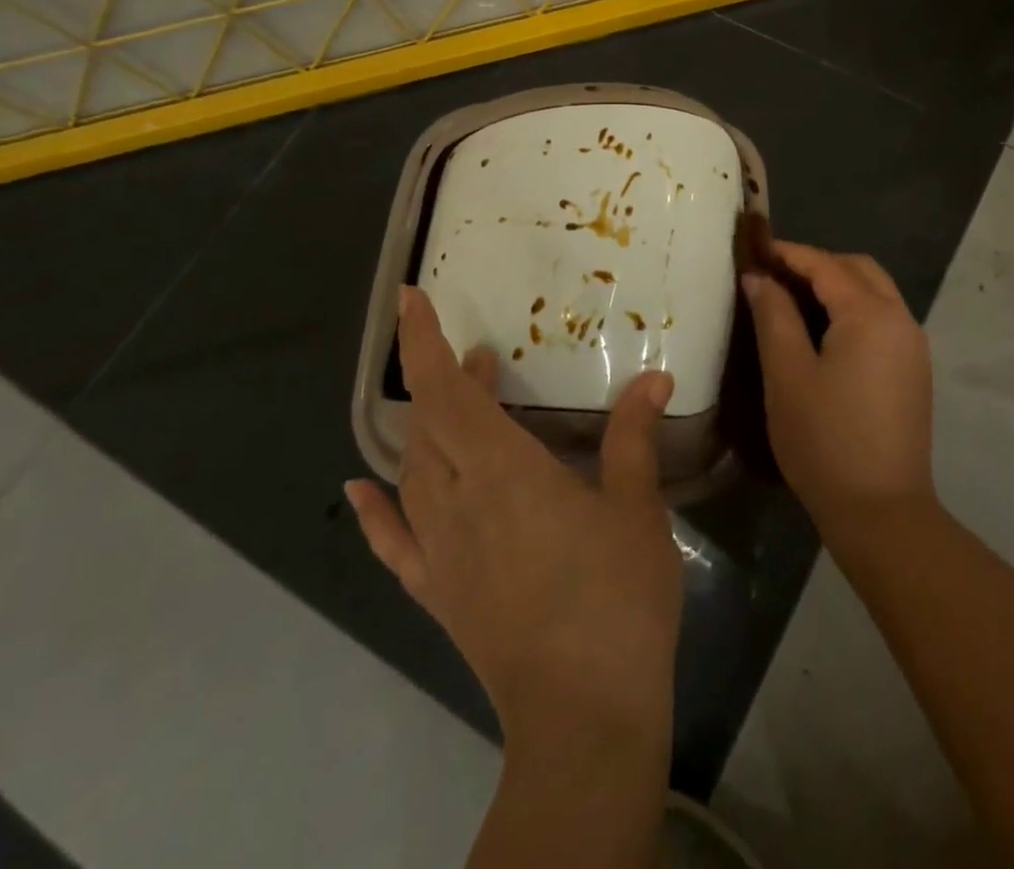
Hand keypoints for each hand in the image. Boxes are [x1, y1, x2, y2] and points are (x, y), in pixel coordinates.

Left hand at [346, 286, 683, 753]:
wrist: (584, 714)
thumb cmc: (617, 598)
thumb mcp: (637, 508)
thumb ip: (634, 437)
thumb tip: (654, 377)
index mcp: (505, 472)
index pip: (448, 393)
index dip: (425, 342)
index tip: (412, 299)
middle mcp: (459, 502)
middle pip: (429, 424)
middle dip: (443, 376)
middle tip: (481, 353)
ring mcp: (440, 551)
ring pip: (414, 470)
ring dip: (427, 426)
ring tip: (458, 397)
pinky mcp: (438, 592)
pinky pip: (393, 542)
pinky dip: (373, 510)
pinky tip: (360, 488)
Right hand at [741, 241, 935, 535]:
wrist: (882, 511)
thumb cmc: (825, 441)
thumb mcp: (787, 375)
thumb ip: (774, 316)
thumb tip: (759, 278)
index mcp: (870, 314)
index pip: (826, 265)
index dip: (789, 253)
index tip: (755, 249)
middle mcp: (900, 319)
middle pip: (858, 269)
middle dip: (817, 263)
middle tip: (775, 274)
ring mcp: (913, 345)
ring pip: (875, 292)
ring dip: (838, 284)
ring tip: (794, 298)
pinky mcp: (915, 369)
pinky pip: (883, 318)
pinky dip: (854, 308)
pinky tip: (825, 330)